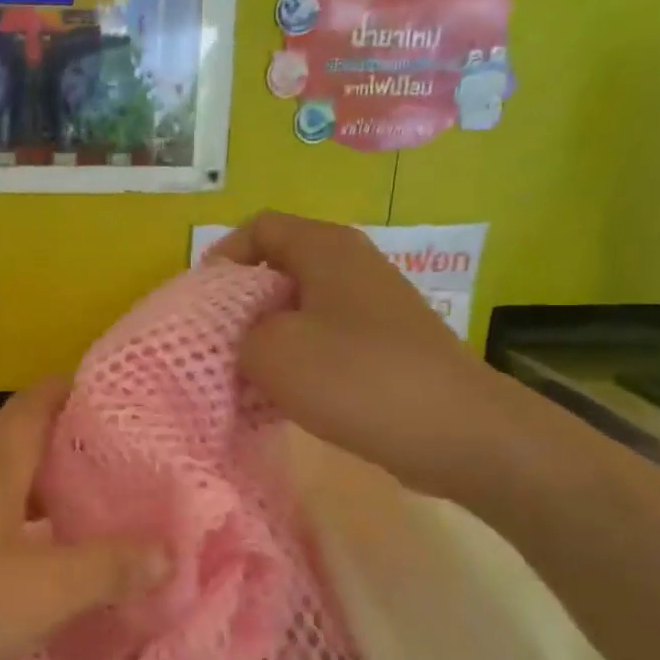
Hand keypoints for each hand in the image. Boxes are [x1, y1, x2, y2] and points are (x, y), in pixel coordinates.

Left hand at [0, 380, 168, 659]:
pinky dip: (14, 533)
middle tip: (132, 476)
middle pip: (28, 443)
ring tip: (93, 524)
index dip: (86, 389)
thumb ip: (106, 569)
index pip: (45, 398)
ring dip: (46, 498)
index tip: (132, 403)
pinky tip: (27, 572)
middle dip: (79, 453)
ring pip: (2, 487)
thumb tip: (171, 550)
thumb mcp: (34, 591)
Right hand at [211, 212, 520, 501]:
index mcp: (325, 247)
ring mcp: (372, 308)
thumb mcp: (272, 352)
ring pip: (299, 311)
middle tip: (216, 347)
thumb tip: (246, 339)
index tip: (201, 305)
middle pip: (277, 270)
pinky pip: (325, 342)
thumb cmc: (357, 377)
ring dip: (268, 341)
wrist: (458, 432)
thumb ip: (237, 334)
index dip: (222, 259)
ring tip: (245, 379)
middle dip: (240, 307)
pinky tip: (284, 400)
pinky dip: (299, 363)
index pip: (259, 228)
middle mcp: (352, 266)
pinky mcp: (384, 347)